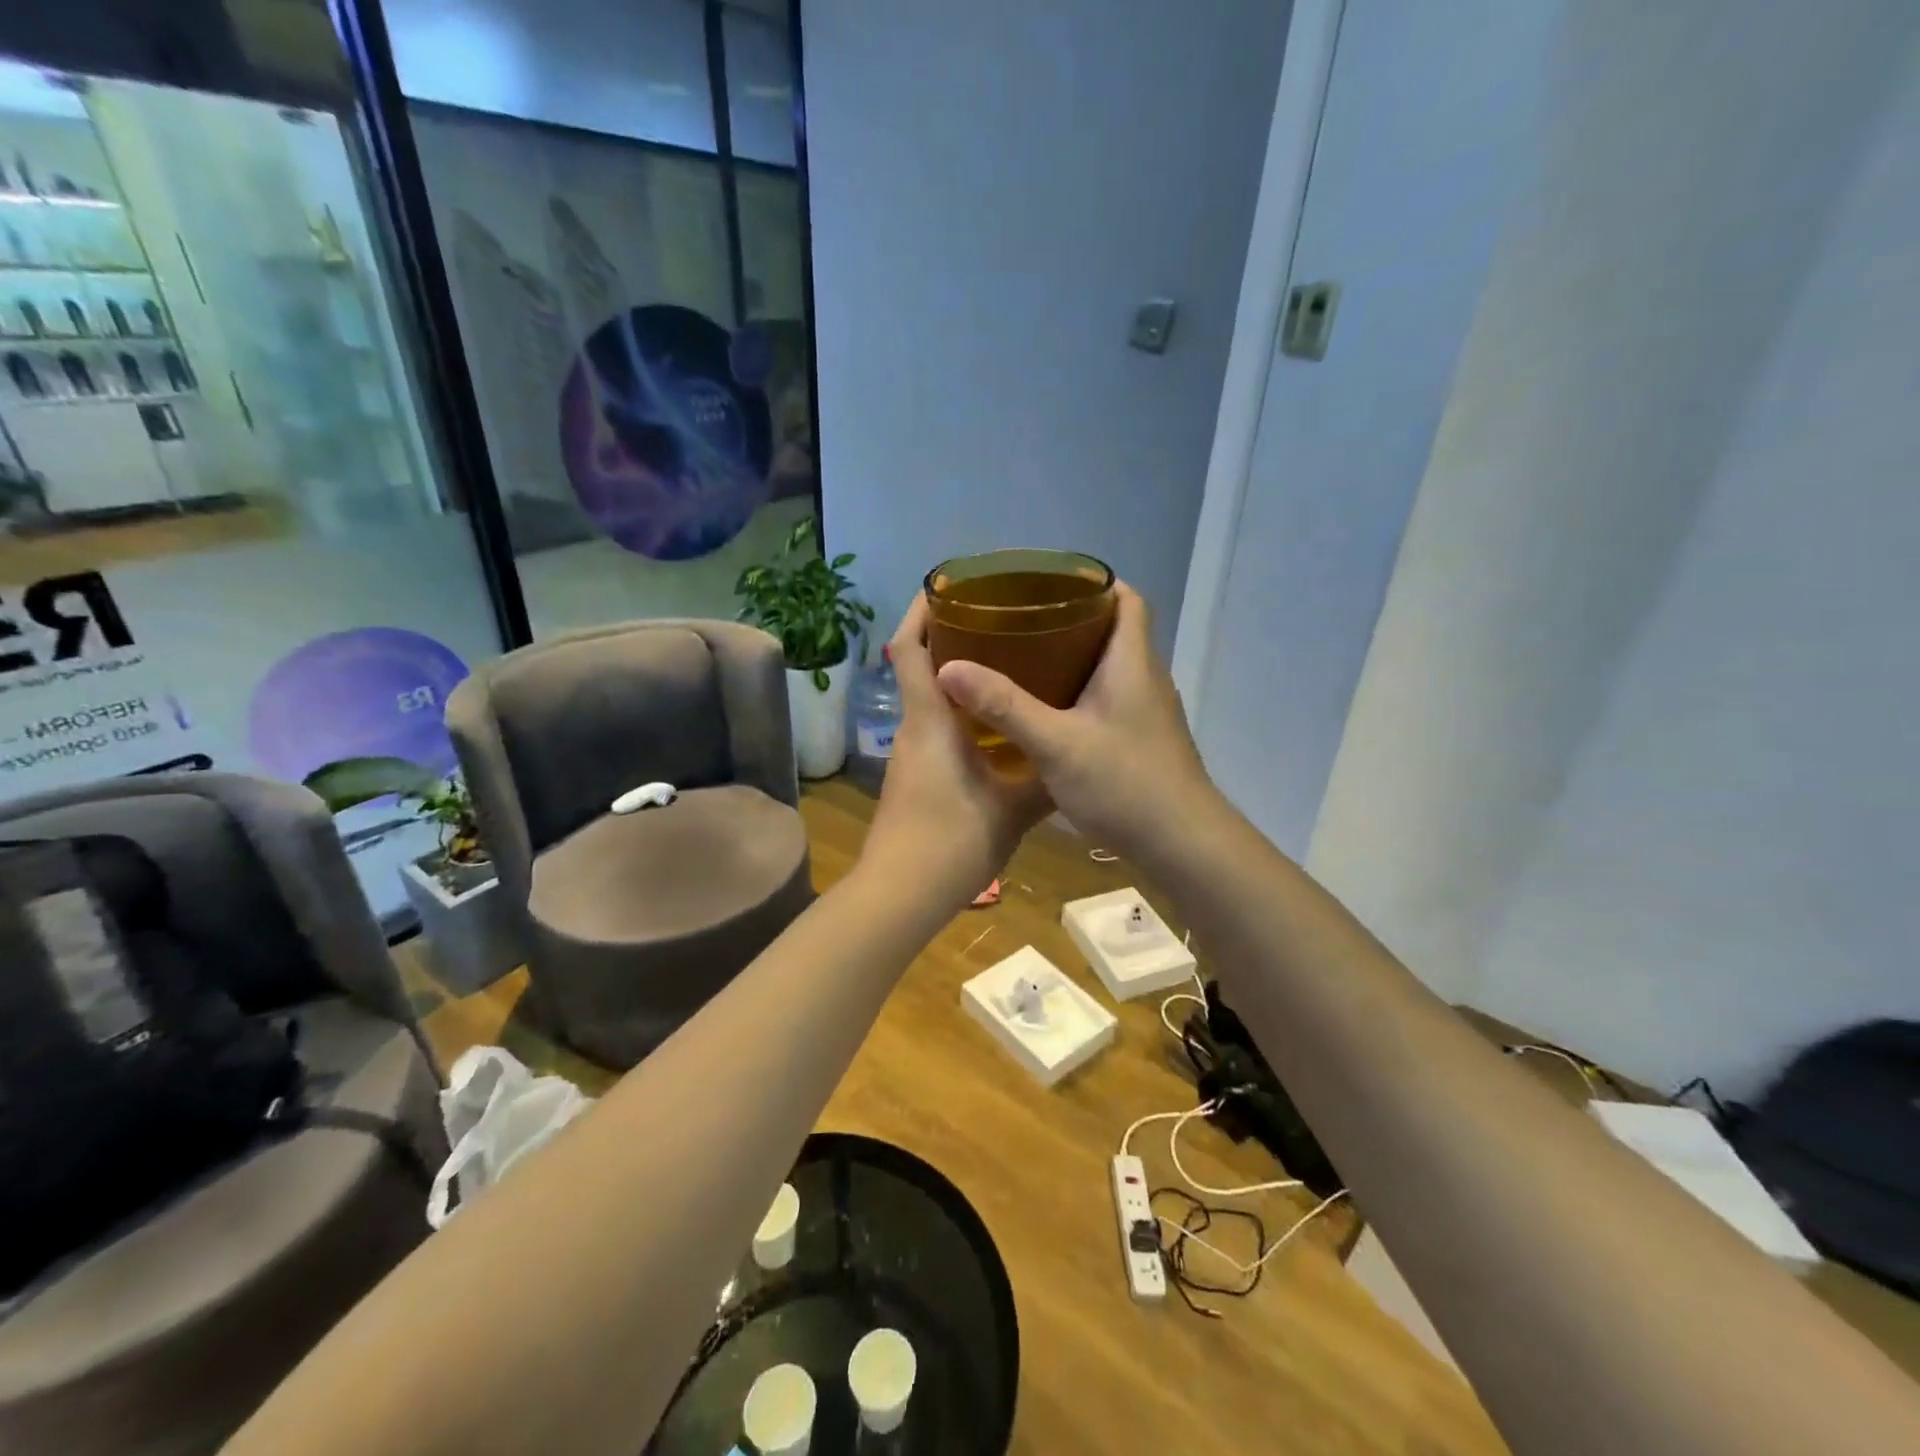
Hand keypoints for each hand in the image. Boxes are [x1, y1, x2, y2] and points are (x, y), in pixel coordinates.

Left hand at [858, 596, 1052, 912]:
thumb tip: (1077, 757)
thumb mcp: (1014, 809)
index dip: (921, 611)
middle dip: (950, 638)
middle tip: (999, 623)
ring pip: (930, 700)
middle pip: (920, 667)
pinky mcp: (914, 777)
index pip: (910, 648)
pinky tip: (996, 726)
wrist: (901, 894)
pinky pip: (935, 728)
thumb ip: (1045, 779)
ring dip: (958, 677)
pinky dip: (960, 713)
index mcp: (932, 720)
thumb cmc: (954, 840)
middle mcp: (915, 728)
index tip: (948, 586)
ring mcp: (911, 755)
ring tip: (1009, 666)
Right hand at [934, 582, 1216, 863]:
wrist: (1182, 844)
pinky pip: (1109, 700)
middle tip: (1021, 622)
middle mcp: (1145, 679)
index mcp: (1132, 663)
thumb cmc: (1125, 784)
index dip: (1095, 582)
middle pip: (1114, 630)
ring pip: (1110, 668)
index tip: (1049, 582)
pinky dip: (1079, 694)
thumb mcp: (1056, 744)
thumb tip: (948, 669)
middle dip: (1071, 619)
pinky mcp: (1142, 741)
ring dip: (1074, 659)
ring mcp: (1147, 713)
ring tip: (1024, 660)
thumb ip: (1004, 706)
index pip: (1128, 599)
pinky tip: (1046, 713)